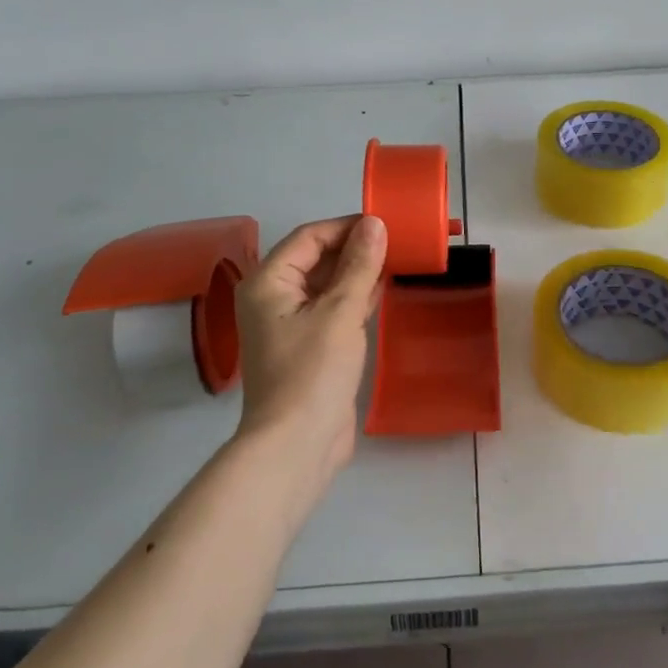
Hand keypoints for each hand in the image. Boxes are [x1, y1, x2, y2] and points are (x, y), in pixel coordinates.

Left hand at [234, 215, 386, 481]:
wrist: (298, 444)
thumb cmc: (313, 371)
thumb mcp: (340, 312)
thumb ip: (359, 265)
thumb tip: (375, 224)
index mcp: (268, 282)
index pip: (310, 237)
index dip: (347, 227)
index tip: (387, 224)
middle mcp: (273, 298)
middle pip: (317, 259)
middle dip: (355, 249)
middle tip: (399, 240)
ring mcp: (291, 324)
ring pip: (327, 284)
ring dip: (358, 272)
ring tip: (398, 259)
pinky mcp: (310, 346)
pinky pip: (333, 309)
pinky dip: (356, 297)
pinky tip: (384, 289)